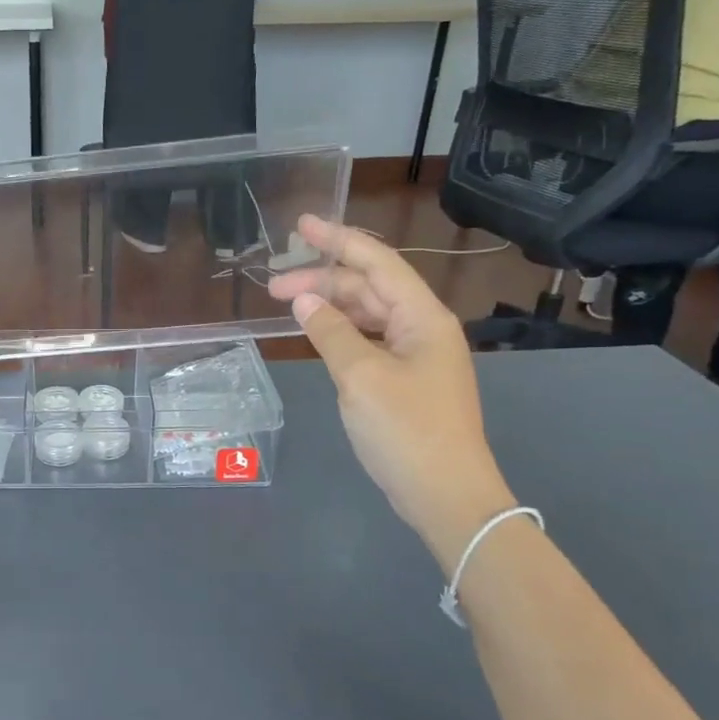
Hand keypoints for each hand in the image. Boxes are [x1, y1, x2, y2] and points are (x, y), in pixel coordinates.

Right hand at [269, 216, 513, 563]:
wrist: (446, 494)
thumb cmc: (407, 430)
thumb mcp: (361, 377)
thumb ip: (331, 332)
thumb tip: (304, 302)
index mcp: (422, 317)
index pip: (377, 263)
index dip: (338, 240)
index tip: (301, 225)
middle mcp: (423, 328)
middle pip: (369, 288)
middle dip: (322, 280)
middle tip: (272, 284)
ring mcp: (416, 356)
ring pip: (367, 315)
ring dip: (329, 306)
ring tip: (287, 307)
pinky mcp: (406, 381)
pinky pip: (369, 341)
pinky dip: (340, 333)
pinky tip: (316, 335)